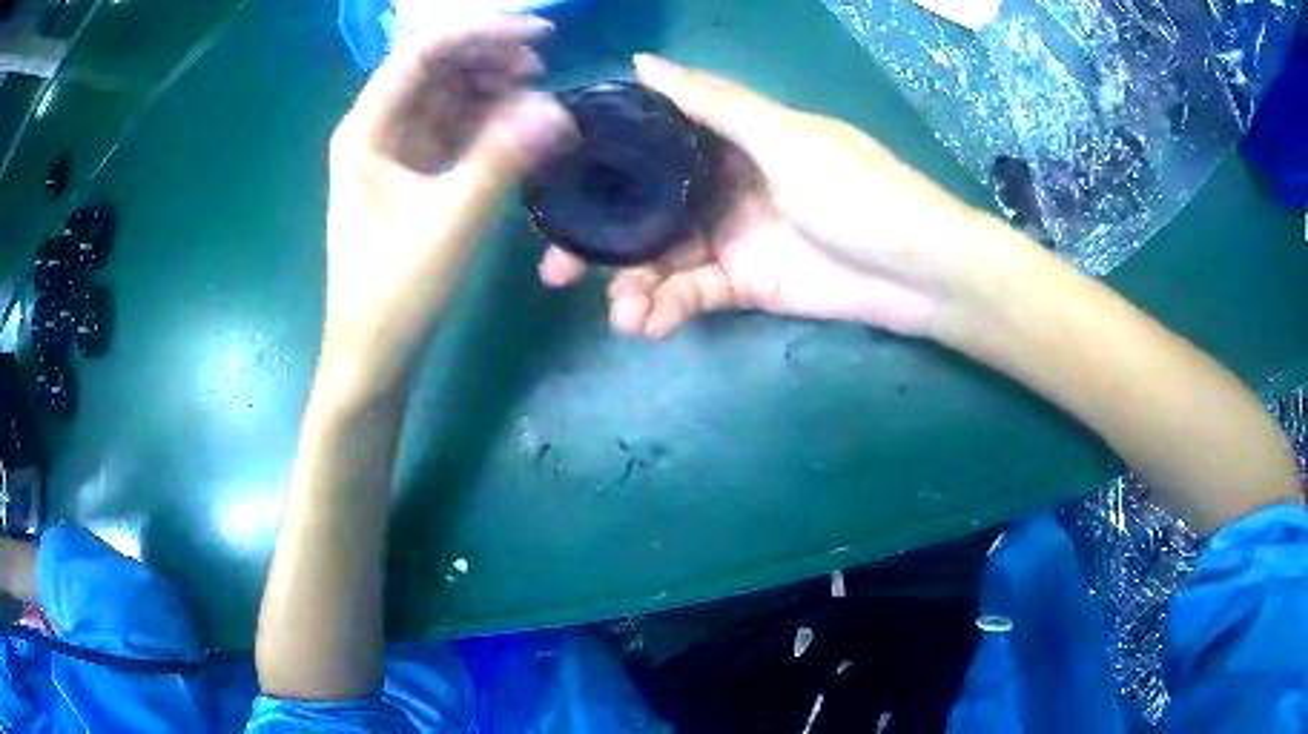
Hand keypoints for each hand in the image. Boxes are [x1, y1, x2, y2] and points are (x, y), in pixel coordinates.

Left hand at [322, 16, 574, 392]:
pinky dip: (484, 119)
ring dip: (489, 85)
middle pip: (434, 67)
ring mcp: (392, 151)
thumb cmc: (397, 291)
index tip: (541, 35)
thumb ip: (504, 159)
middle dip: (488, 56)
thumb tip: (558, 109)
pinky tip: (515, 125)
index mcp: (366, 131)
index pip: (422, 53)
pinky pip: (450, 127)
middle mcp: (375, 130)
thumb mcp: (452, 222)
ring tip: (534, 94)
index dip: (481, 32)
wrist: (373, 352)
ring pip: (444, 94)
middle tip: (542, 67)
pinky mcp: (410, 174)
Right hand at [539, 55, 992, 338]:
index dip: (601, 160)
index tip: (553, 183)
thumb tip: (642, 62)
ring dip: (632, 285)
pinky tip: (645, 324)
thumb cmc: (858, 191)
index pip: (649, 142)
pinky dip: (667, 308)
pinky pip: (692, 294)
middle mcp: (721, 184)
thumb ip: (713, 103)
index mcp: (730, 139)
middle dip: (598, 239)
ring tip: (618, 312)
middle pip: (643, 208)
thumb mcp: (785, 137)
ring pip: (662, 258)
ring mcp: (731, 237)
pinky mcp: (745, 285)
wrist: (919, 270)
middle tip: (553, 269)